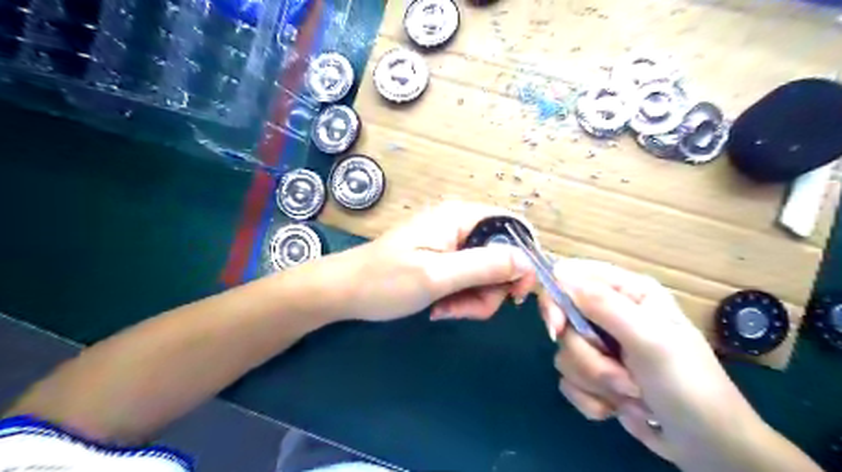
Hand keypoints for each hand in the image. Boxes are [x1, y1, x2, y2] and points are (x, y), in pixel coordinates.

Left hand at [337, 201, 530, 321]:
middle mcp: (461, 225)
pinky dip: (462, 298)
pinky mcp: (445, 260)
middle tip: (463, 309)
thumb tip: (528, 262)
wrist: (344, 292)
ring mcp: (452, 244)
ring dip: (474, 299)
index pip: (513, 228)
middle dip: (490, 290)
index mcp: (461, 217)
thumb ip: (484, 266)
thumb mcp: (436, 276)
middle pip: (502, 257)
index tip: (515, 296)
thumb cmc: (385, 281)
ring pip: (487, 274)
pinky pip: (470, 280)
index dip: (523, 261)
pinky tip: (440, 308)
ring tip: (444, 310)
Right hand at [543, 260, 768, 465]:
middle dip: (587, 355)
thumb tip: (559, 274)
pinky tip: (620, 408)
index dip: (556, 299)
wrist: (708, 447)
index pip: (571, 276)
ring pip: (565, 354)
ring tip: (632, 394)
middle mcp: (609, 313)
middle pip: (563, 321)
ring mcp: (601, 345)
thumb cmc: (688, 386)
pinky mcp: (594, 374)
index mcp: (627, 292)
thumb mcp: (650, 341)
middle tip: (620, 374)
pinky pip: (568, 380)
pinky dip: (592, 399)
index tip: (558, 328)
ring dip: (596, 381)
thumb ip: (604, 305)